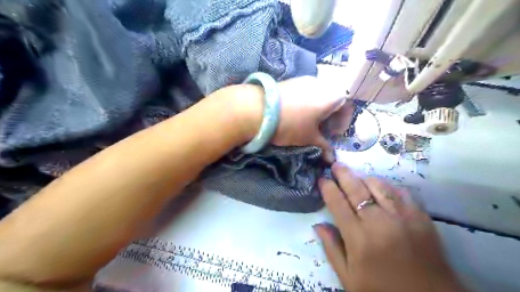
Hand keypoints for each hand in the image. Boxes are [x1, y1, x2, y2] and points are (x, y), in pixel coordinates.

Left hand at [273, 76, 348, 158]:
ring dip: (320, 109)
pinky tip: (298, 114)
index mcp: (332, 95)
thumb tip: (332, 159)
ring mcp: (306, 80)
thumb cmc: (291, 124)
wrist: (259, 109)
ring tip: (309, 123)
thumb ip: (324, 145)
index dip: (343, 121)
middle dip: (331, 116)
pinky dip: (309, 103)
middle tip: (322, 130)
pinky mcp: (292, 81)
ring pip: (320, 95)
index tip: (333, 133)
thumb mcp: (309, 137)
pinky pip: (308, 92)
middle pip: (334, 99)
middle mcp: (322, 83)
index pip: (347, 105)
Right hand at [315, 163, 464, 291]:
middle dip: (343, 174)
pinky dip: (388, 187)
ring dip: (364, 178)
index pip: (337, 204)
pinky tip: (382, 188)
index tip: (322, 179)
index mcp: (358, 238)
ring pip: (379, 186)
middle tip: (335, 165)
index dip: (328, 188)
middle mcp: (379, 222)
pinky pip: (402, 192)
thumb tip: (318, 225)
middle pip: (356, 189)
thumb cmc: (382, 290)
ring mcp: (402, 217)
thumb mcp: (349, 278)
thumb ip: (332, 249)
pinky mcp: (421, 217)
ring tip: (356, 177)